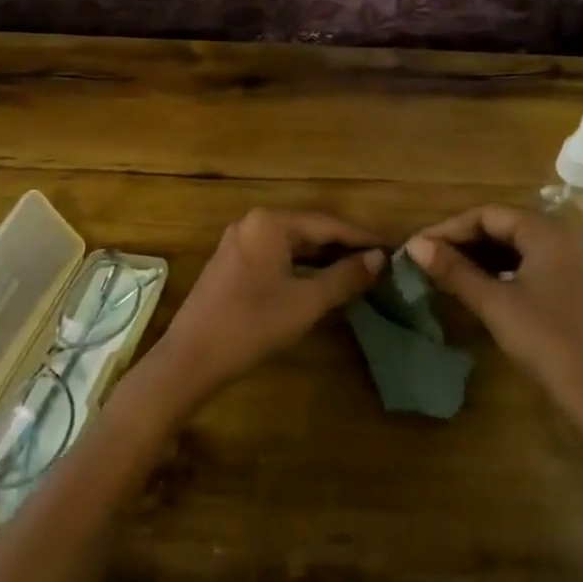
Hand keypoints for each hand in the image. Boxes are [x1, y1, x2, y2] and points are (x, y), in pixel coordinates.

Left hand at [144, 210, 382, 409]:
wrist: (190, 358)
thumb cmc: (252, 325)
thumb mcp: (306, 302)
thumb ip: (345, 277)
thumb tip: (379, 258)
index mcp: (270, 223)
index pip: (327, 224)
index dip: (361, 238)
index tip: (392, 247)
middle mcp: (253, 223)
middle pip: (309, 230)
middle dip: (343, 247)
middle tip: (379, 262)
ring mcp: (239, 242)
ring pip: (291, 245)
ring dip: (322, 259)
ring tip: (357, 272)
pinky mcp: (231, 263)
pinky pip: (275, 256)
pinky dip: (300, 267)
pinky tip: (320, 282)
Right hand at [403, 206, 582, 417]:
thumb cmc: (546, 342)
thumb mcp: (494, 304)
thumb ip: (454, 271)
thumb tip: (415, 246)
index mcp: (544, 231)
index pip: (485, 215)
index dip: (448, 229)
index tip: (416, 247)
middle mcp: (558, 237)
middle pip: (499, 226)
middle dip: (461, 241)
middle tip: (425, 259)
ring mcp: (565, 263)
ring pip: (510, 247)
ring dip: (476, 257)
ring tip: (442, 272)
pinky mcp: (566, 287)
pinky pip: (523, 265)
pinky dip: (495, 271)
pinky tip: (473, 286)